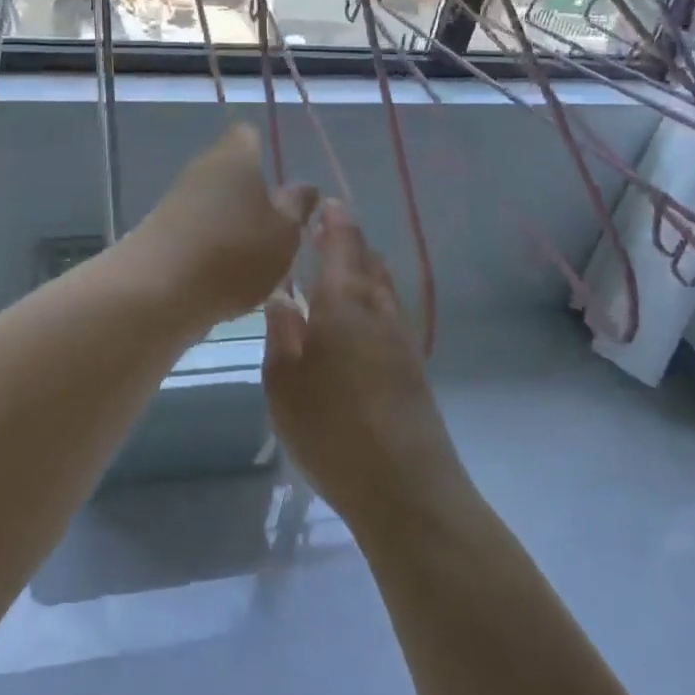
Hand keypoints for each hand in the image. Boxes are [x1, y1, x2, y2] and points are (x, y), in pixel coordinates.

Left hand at [124, 125, 317, 329]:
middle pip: (232, 172)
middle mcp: (202, 168)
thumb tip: (303, 186)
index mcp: (235, 156)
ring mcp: (176, 200)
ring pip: (214, 204)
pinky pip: (196, 231)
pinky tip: (225, 280)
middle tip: (279, 232)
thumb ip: (296, 207)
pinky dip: (211, 250)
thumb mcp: (283, 232)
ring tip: (256, 264)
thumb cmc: (233, 252)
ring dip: (233, 227)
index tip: (283, 183)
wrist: (155, 290)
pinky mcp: (160, 232)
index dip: (266, 151)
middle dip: (253, 197)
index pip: (249, 134)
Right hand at [263, 201, 466, 530]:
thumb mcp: (283, 383)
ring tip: (334, 275)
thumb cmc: (332, 430)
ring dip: (362, 271)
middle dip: (347, 242)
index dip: (334, 219)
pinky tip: (355, 323)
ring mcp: (402, 338)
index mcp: (344, 301)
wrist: (407, 490)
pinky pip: (390, 314)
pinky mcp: (414, 367)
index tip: (322, 204)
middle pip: (368, 259)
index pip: (343, 242)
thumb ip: (280, 333)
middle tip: (320, 238)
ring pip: (383, 286)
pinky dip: (372, 301)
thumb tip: (281, 297)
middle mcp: (378, 309)